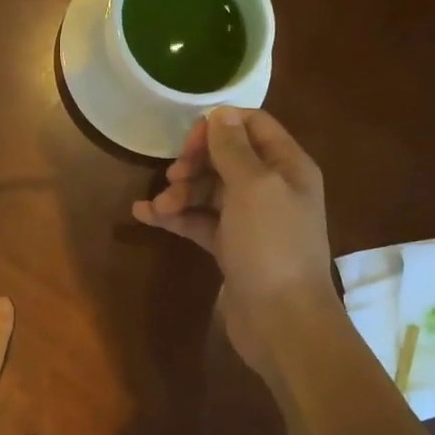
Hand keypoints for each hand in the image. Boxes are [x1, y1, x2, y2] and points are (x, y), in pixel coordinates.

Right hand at [131, 107, 335, 372]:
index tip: (187, 142)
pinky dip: (176, 217)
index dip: (218, 126)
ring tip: (158, 207)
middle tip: (172, 177)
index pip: (253, 125)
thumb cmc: (271, 246)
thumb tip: (220, 113)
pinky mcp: (232, 248)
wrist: (282, 321)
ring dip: (180, 193)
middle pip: (227, 158)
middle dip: (195, 163)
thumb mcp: (253, 187)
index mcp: (288, 166)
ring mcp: (251, 220)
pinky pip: (200, 221)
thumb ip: (233, 148)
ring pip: (209, 191)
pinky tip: (146, 216)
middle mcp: (272, 188)